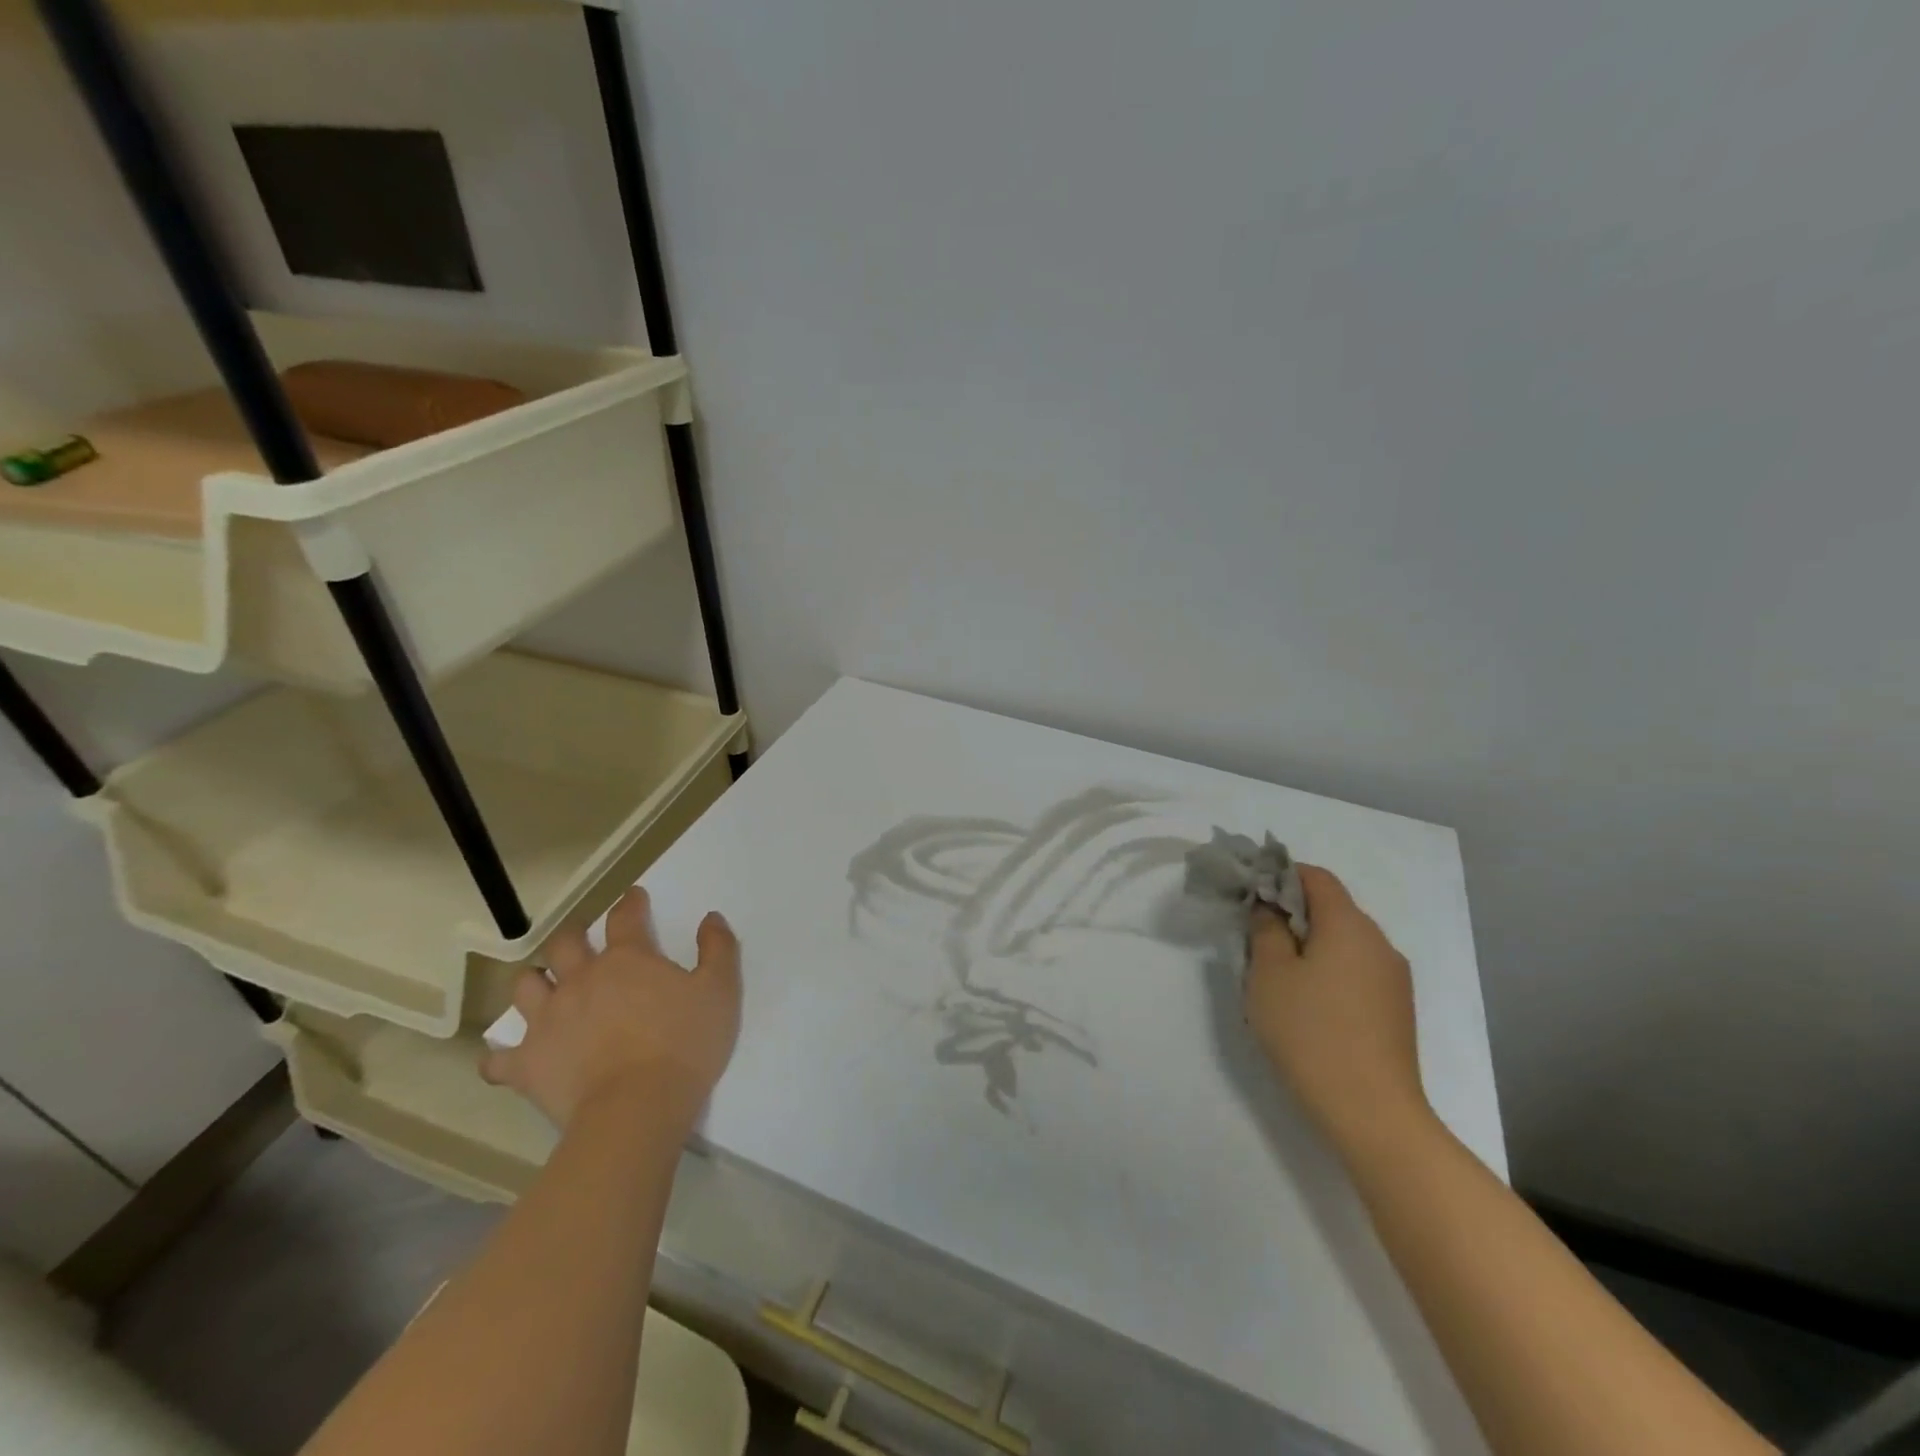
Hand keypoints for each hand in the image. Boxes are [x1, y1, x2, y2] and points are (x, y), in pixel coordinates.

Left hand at [481, 887, 740, 1133]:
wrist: (636, 1109)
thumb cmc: (684, 1045)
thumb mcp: (720, 992)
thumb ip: (718, 949)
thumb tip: (711, 918)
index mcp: (627, 959)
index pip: (625, 917)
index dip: (630, 903)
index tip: (634, 898)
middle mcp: (581, 979)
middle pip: (565, 943)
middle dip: (573, 936)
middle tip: (582, 941)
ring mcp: (548, 1020)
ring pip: (525, 986)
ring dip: (535, 982)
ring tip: (545, 988)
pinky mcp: (526, 1063)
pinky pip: (498, 1058)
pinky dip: (501, 1056)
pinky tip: (508, 1057)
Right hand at [1245, 866, 1431, 1153]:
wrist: (1371, 1112)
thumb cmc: (1310, 1032)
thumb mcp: (1270, 974)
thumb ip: (1266, 930)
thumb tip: (1271, 909)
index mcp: (1349, 925)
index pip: (1316, 877)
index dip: (1281, 874)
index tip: (1250, 891)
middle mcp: (1379, 943)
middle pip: (1332, 908)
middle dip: (1292, 912)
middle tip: (1255, 935)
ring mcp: (1394, 979)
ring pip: (1344, 942)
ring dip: (1310, 944)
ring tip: (1277, 974)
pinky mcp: (1396, 1010)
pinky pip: (1356, 970)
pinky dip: (1329, 970)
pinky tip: (1307, 1003)